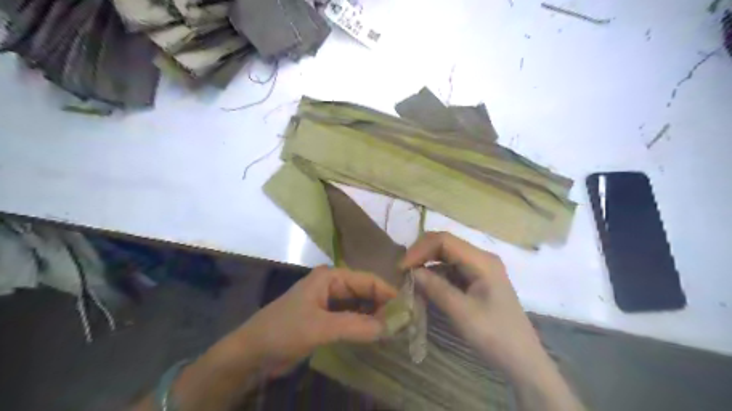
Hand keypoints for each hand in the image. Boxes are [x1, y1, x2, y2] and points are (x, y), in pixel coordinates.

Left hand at [231, 265, 397, 376]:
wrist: (252, 352)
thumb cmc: (283, 330)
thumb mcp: (320, 327)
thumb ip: (356, 326)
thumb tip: (390, 327)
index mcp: (331, 276)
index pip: (367, 280)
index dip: (388, 292)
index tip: (408, 308)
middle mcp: (333, 285)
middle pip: (365, 292)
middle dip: (384, 305)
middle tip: (405, 322)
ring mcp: (330, 303)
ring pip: (360, 306)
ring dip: (375, 316)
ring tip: (396, 329)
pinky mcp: (327, 319)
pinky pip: (352, 319)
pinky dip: (364, 326)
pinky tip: (377, 334)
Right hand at [399, 233, 548, 382]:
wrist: (522, 361)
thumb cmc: (495, 335)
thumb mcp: (462, 312)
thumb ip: (436, 288)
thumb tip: (411, 272)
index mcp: (482, 261)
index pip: (444, 241)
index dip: (419, 249)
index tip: (401, 268)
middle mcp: (481, 258)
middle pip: (445, 245)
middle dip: (421, 254)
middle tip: (402, 272)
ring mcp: (479, 269)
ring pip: (446, 257)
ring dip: (426, 265)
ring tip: (410, 280)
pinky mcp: (477, 280)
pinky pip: (451, 270)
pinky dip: (435, 275)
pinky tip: (424, 286)